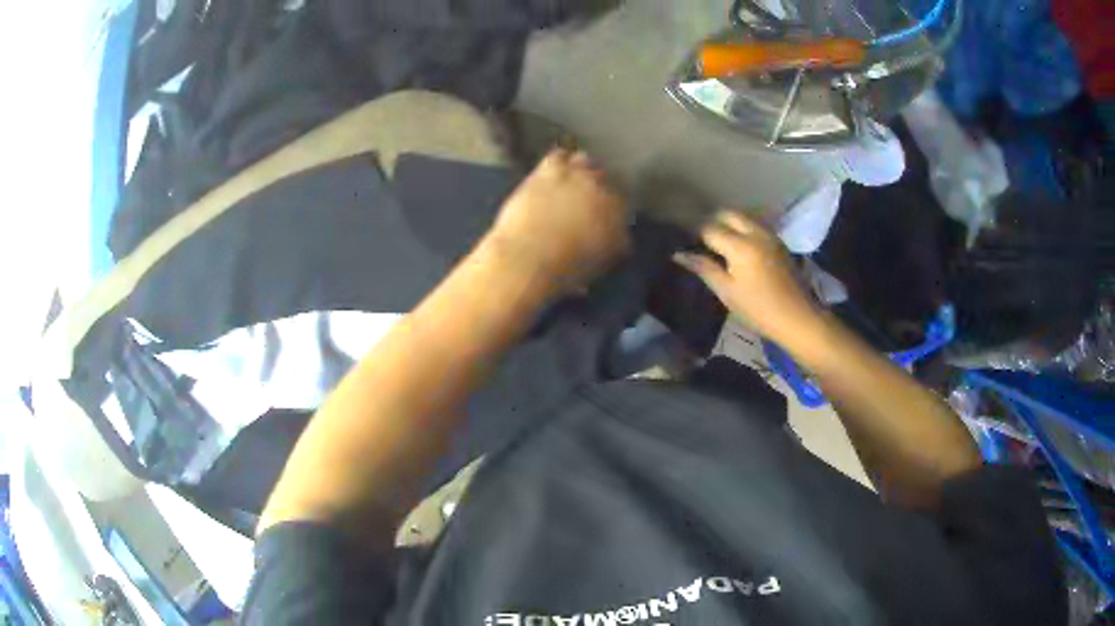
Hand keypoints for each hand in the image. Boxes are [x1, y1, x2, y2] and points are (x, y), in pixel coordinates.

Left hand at [482, 148, 629, 292]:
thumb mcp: (592, 269)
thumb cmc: (559, 273)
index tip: (598, 218)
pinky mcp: (552, 170)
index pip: (621, 210)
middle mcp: (605, 195)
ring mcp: (579, 178)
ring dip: (579, 170)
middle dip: (596, 189)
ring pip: (586, 163)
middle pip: (606, 182)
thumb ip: (604, 252)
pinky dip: (558, 161)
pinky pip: (560, 155)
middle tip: (582, 199)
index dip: (609, 213)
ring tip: (569, 179)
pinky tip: (551, 168)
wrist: (527, 258)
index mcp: (618, 224)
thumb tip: (605, 248)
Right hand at [673, 211, 822, 343]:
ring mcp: (770, 235)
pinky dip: (744, 231)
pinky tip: (740, 251)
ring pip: (743, 218)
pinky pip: (756, 226)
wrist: (798, 317)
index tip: (688, 245)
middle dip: (713, 223)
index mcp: (740, 246)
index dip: (696, 236)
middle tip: (704, 243)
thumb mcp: (727, 292)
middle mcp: (755, 232)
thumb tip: (678, 254)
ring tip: (721, 246)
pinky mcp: (779, 242)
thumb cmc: (759, 309)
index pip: (709, 229)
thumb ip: (704, 268)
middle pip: (728, 214)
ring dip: (730, 225)